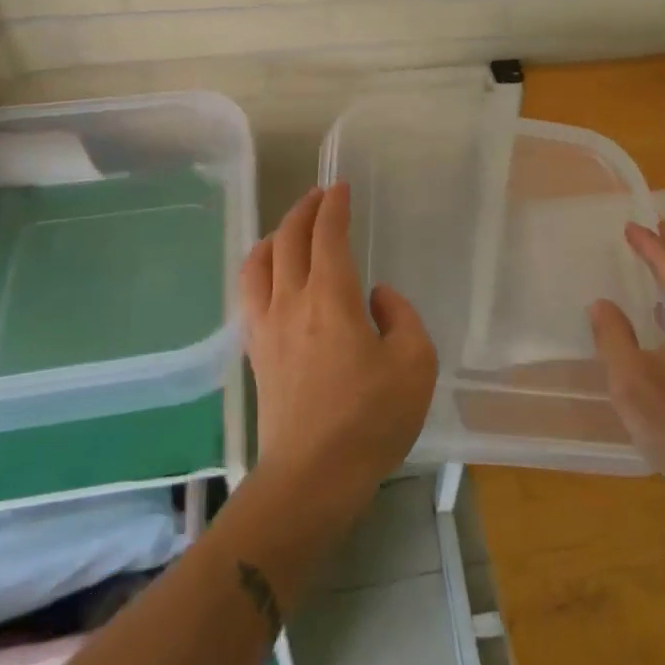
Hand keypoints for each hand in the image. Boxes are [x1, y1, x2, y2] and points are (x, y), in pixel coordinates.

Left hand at [240, 184, 437, 513]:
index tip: (341, 188)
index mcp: (331, 297)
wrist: (312, 477)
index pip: (328, 234)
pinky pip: (249, 293)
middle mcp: (292, 301)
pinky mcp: (257, 352)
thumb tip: (376, 296)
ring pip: (260, 262)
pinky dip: (259, 268)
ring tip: (290, 229)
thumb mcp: (414, 363)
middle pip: (289, 239)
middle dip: (304, 210)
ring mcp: (267, 326)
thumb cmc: (370, 419)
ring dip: (276, 235)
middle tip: (319, 196)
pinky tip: (269, 275)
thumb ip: (401, 316)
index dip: (334, 206)